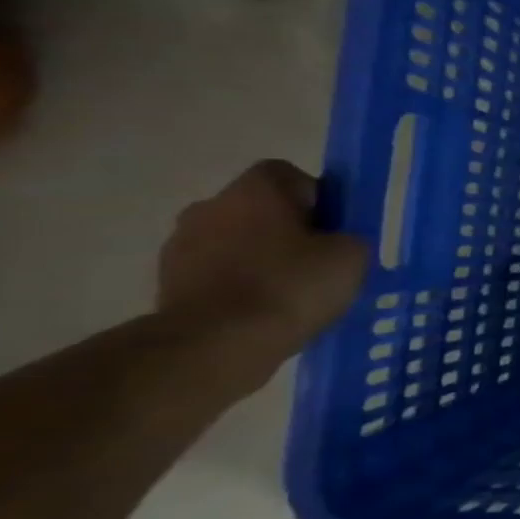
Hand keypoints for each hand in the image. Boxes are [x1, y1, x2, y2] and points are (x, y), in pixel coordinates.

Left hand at [157, 161, 368, 362]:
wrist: (216, 343)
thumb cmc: (291, 285)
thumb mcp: (352, 256)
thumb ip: (349, 238)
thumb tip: (336, 242)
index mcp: (255, 189)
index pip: (289, 175)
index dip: (317, 198)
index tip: (334, 229)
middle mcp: (210, 205)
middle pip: (259, 209)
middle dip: (286, 230)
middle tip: (318, 263)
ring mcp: (181, 245)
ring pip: (235, 242)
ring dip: (259, 259)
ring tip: (290, 294)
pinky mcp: (168, 283)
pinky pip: (216, 274)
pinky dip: (238, 286)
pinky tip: (262, 312)